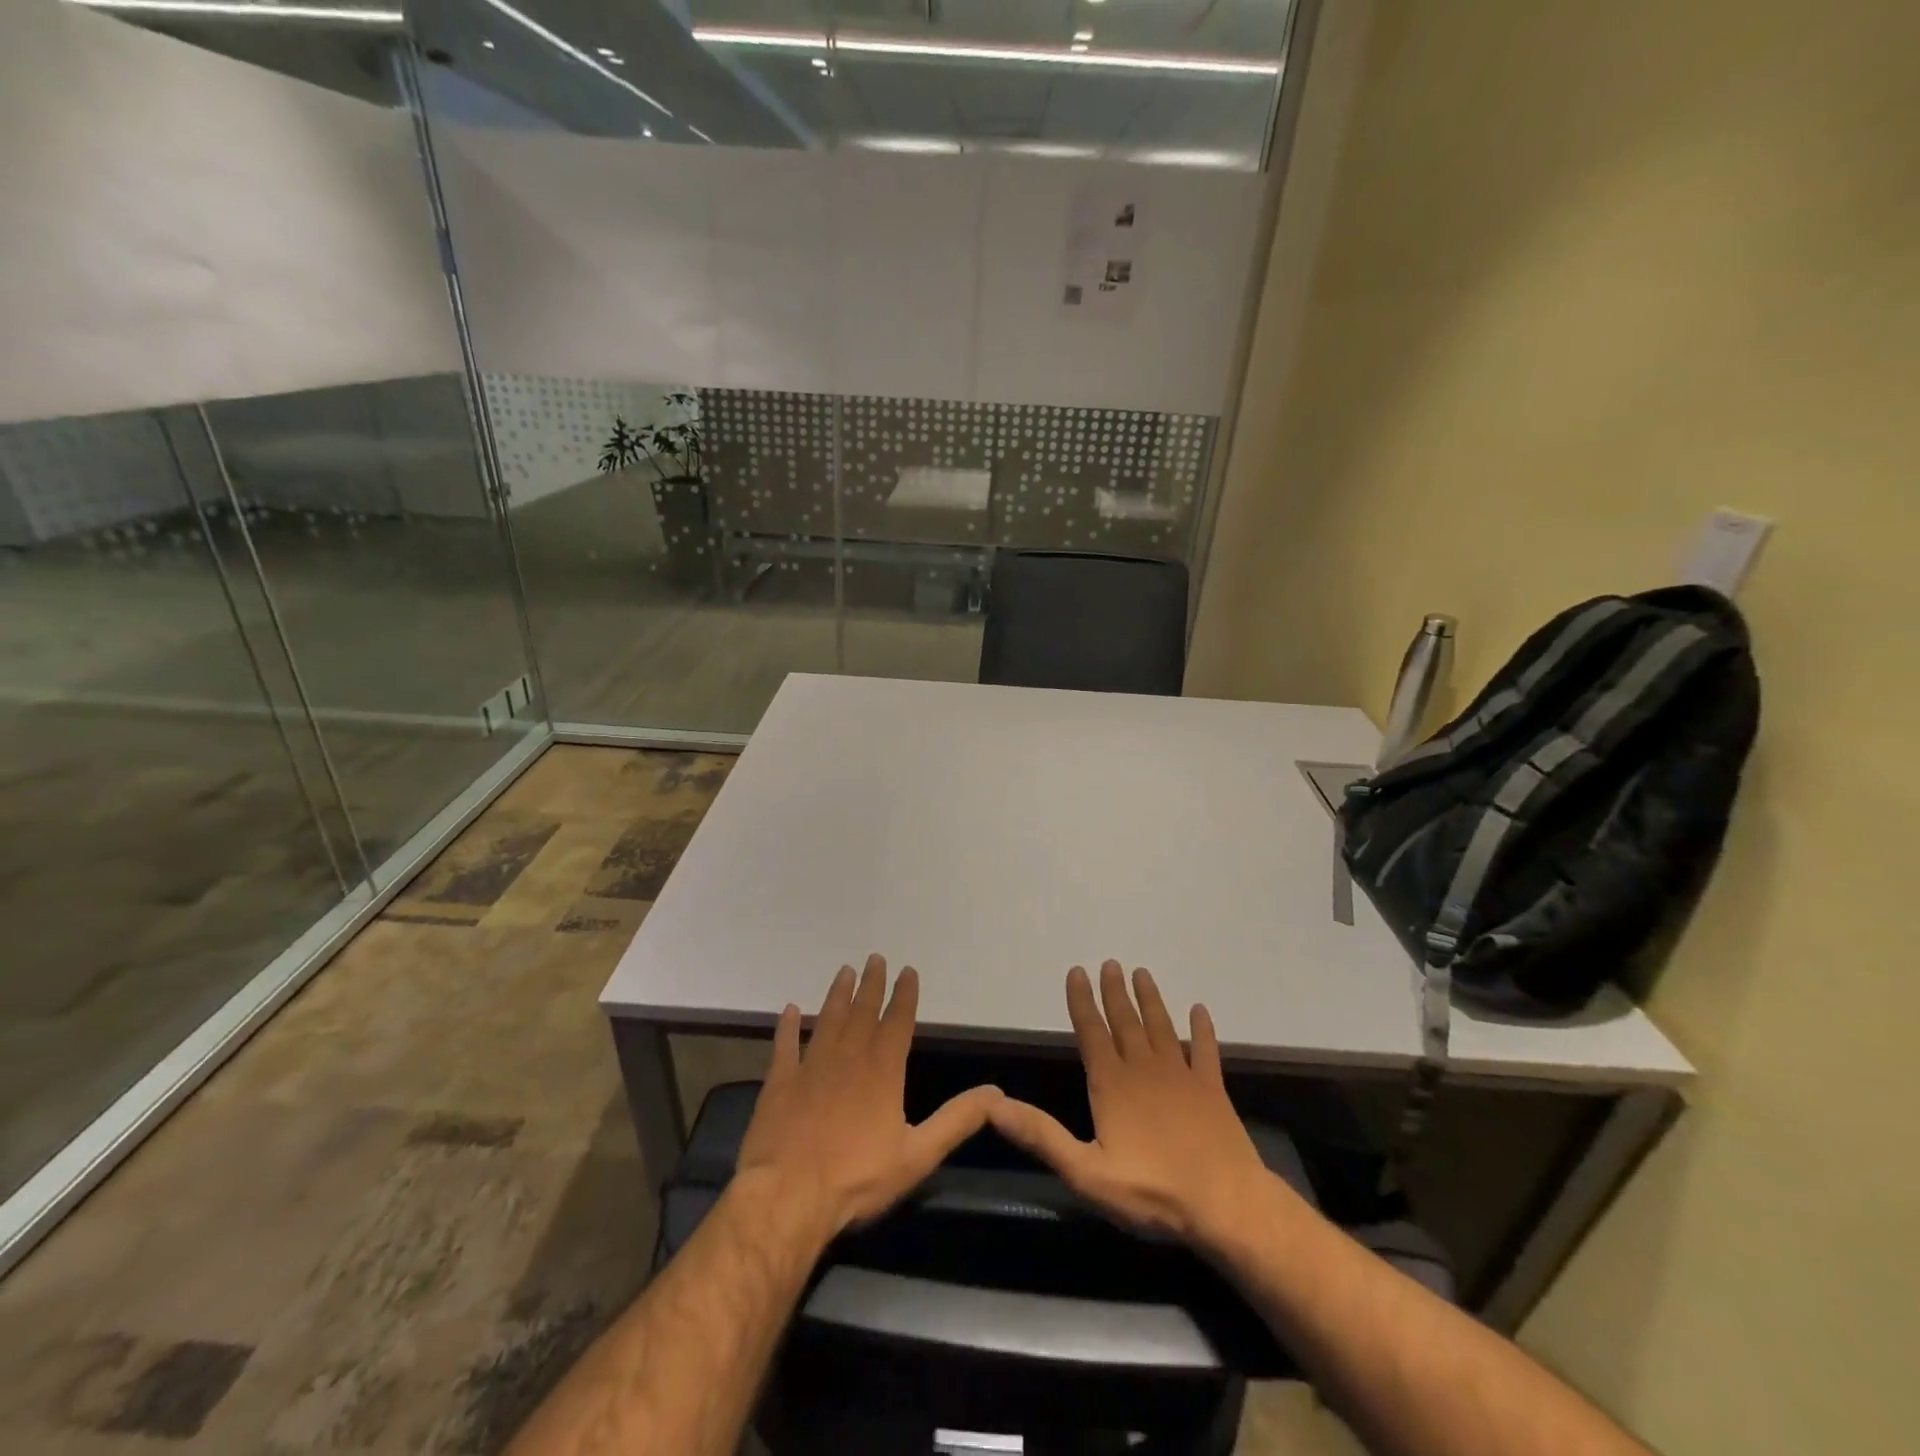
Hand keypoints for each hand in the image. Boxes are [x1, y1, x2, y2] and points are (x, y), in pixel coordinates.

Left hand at [736, 954, 1000, 1236]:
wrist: (788, 1196)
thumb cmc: (857, 1178)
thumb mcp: (918, 1154)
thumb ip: (957, 1120)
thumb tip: (996, 1093)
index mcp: (883, 1070)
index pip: (897, 1021)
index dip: (904, 995)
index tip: (907, 970)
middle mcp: (848, 1056)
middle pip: (862, 1011)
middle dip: (871, 984)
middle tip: (874, 958)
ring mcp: (810, 1066)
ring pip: (827, 1019)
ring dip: (837, 994)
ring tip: (844, 971)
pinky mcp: (780, 1081)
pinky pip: (784, 1045)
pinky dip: (787, 1026)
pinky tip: (789, 1009)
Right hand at [988, 961, 1274, 1249]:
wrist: (1227, 1205)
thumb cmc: (1153, 1191)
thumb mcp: (1086, 1172)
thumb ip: (1042, 1135)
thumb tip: (994, 1105)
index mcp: (1112, 1084)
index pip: (1091, 1032)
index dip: (1082, 1002)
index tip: (1078, 971)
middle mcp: (1144, 1069)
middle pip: (1126, 1022)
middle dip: (1115, 992)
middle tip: (1111, 963)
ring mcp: (1182, 1076)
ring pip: (1161, 1027)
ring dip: (1151, 1000)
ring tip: (1142, 973)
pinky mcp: (1212, 1090)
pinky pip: (1206, 1051)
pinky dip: (1202, 1030)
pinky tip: (1200, 1011)